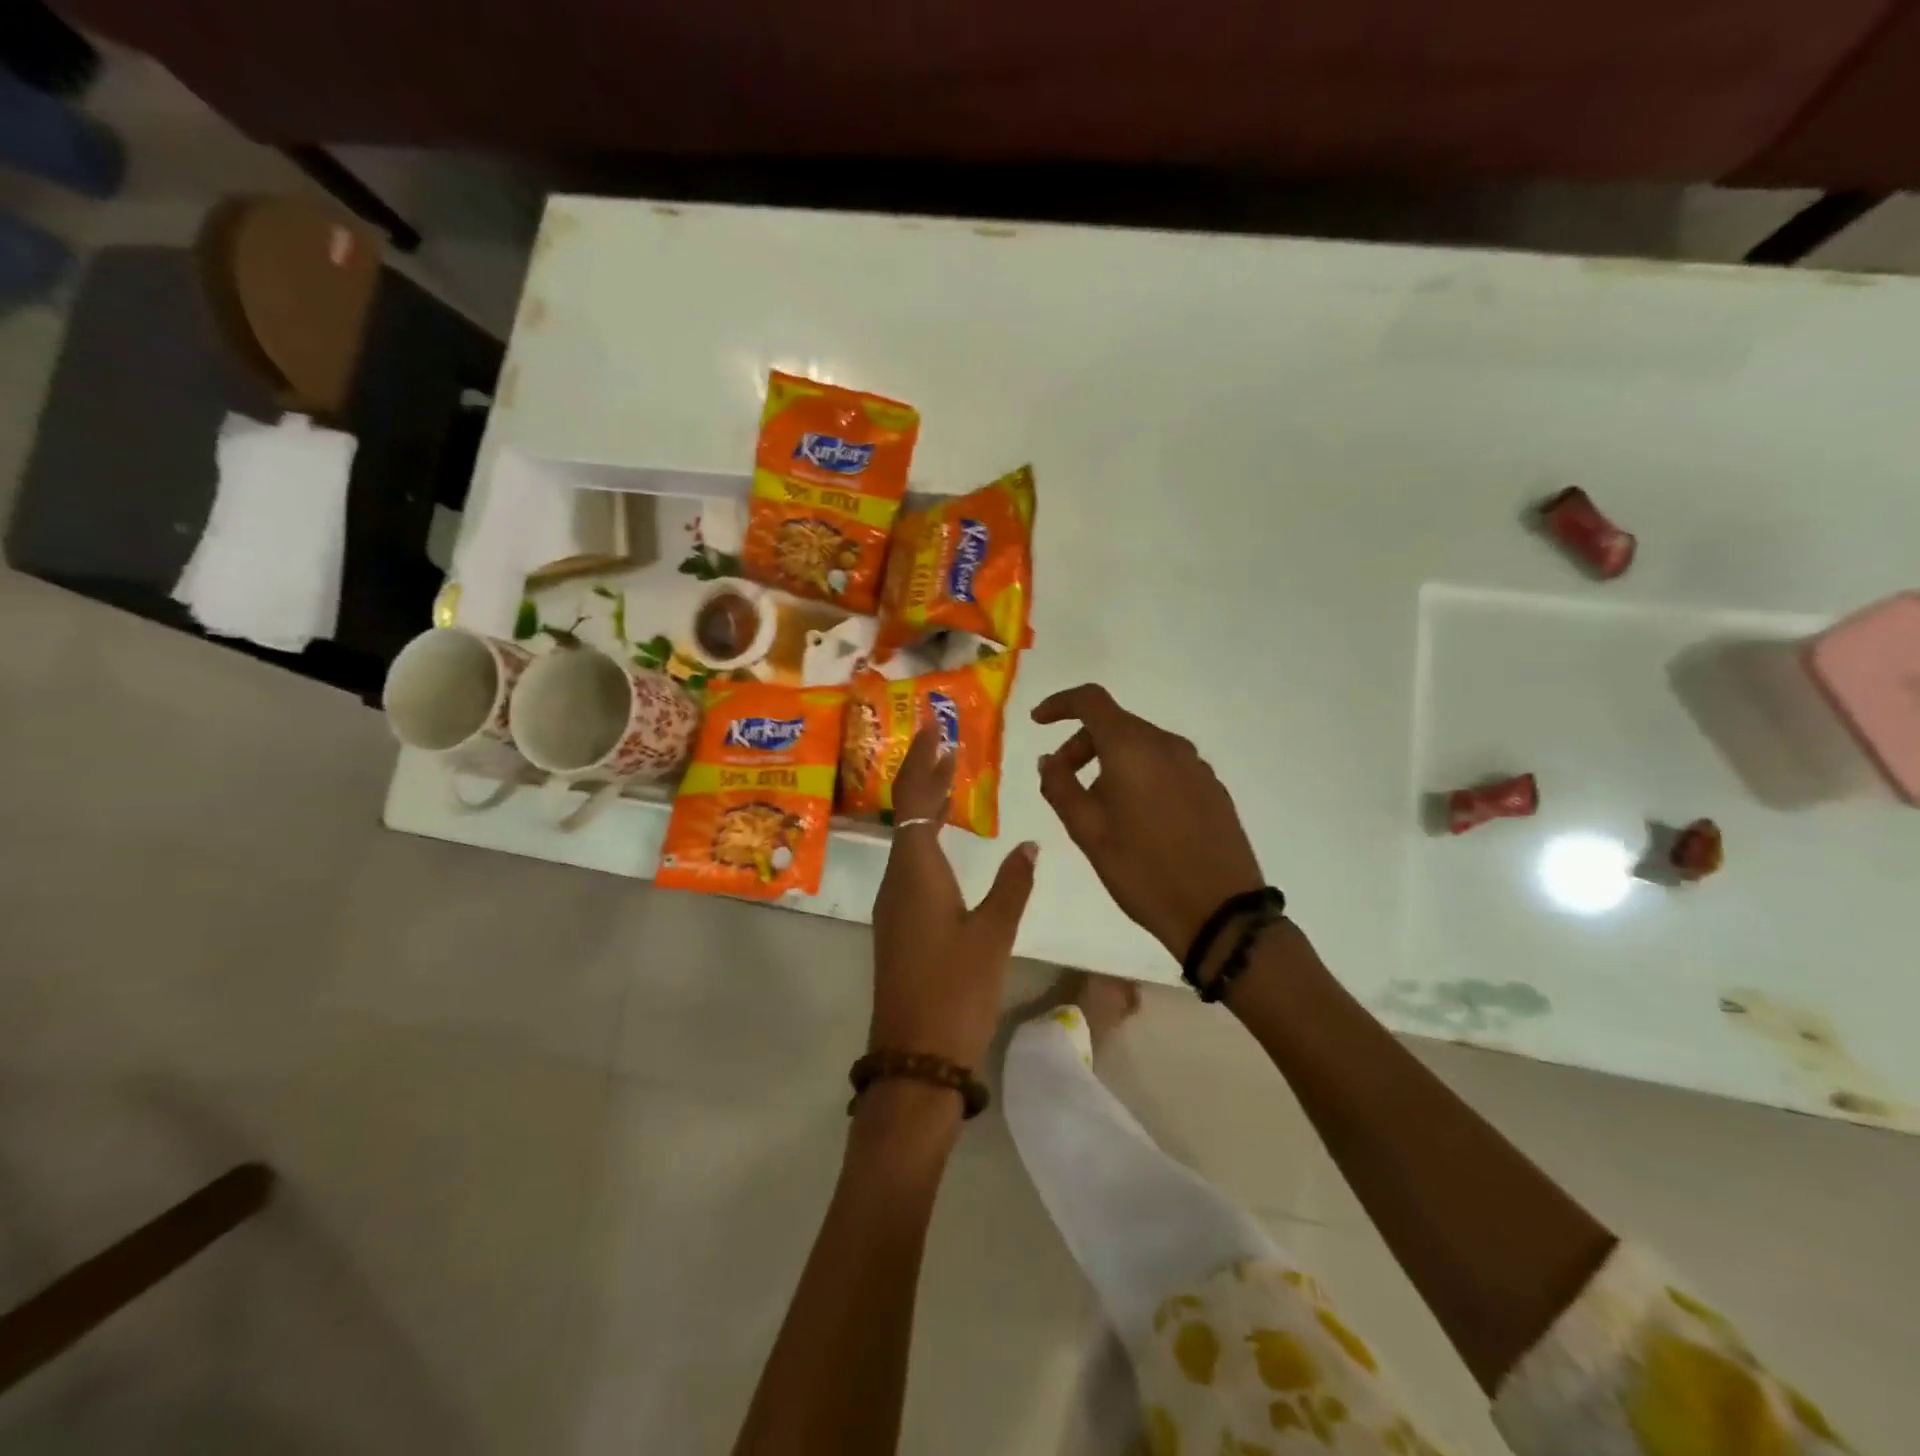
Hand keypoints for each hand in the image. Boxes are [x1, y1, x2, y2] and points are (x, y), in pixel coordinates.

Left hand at [870, 727, 1038, 1071]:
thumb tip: (1031, 844)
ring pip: (907, 836)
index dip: (926, 763)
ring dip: (924, 801)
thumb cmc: (956, 992)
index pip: (918, 800)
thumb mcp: (993, 935)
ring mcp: (895, 902)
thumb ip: (1013, 884)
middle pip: (907, 811)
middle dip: (922, 772)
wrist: (916, 1057)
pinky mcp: (900, 921)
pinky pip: (910, 860)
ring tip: (947, 772)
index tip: (936, 729)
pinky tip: (942, 834)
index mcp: (917, 872)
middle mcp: (898, 879)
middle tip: (941, 737)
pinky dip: (926, 833)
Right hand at [1033, 684, 1263, 959]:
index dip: (1060, 704)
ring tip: (1099, 807)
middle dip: (1082, 744)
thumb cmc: (1143, 870)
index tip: (1038, 722)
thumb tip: (1049, 759)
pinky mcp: (1212, 787)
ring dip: (1111, 761)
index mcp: (1132, 748)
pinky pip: (1165, 765)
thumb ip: (1060, 787)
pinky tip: (1137, 817)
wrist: (1219, 910)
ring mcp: (1195, 765)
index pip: (1091, 701)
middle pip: (1116, 724)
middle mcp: (1167, 744)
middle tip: (1063, 781)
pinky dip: (1140, 774)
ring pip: (1141, 746)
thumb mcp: (1088, 832)